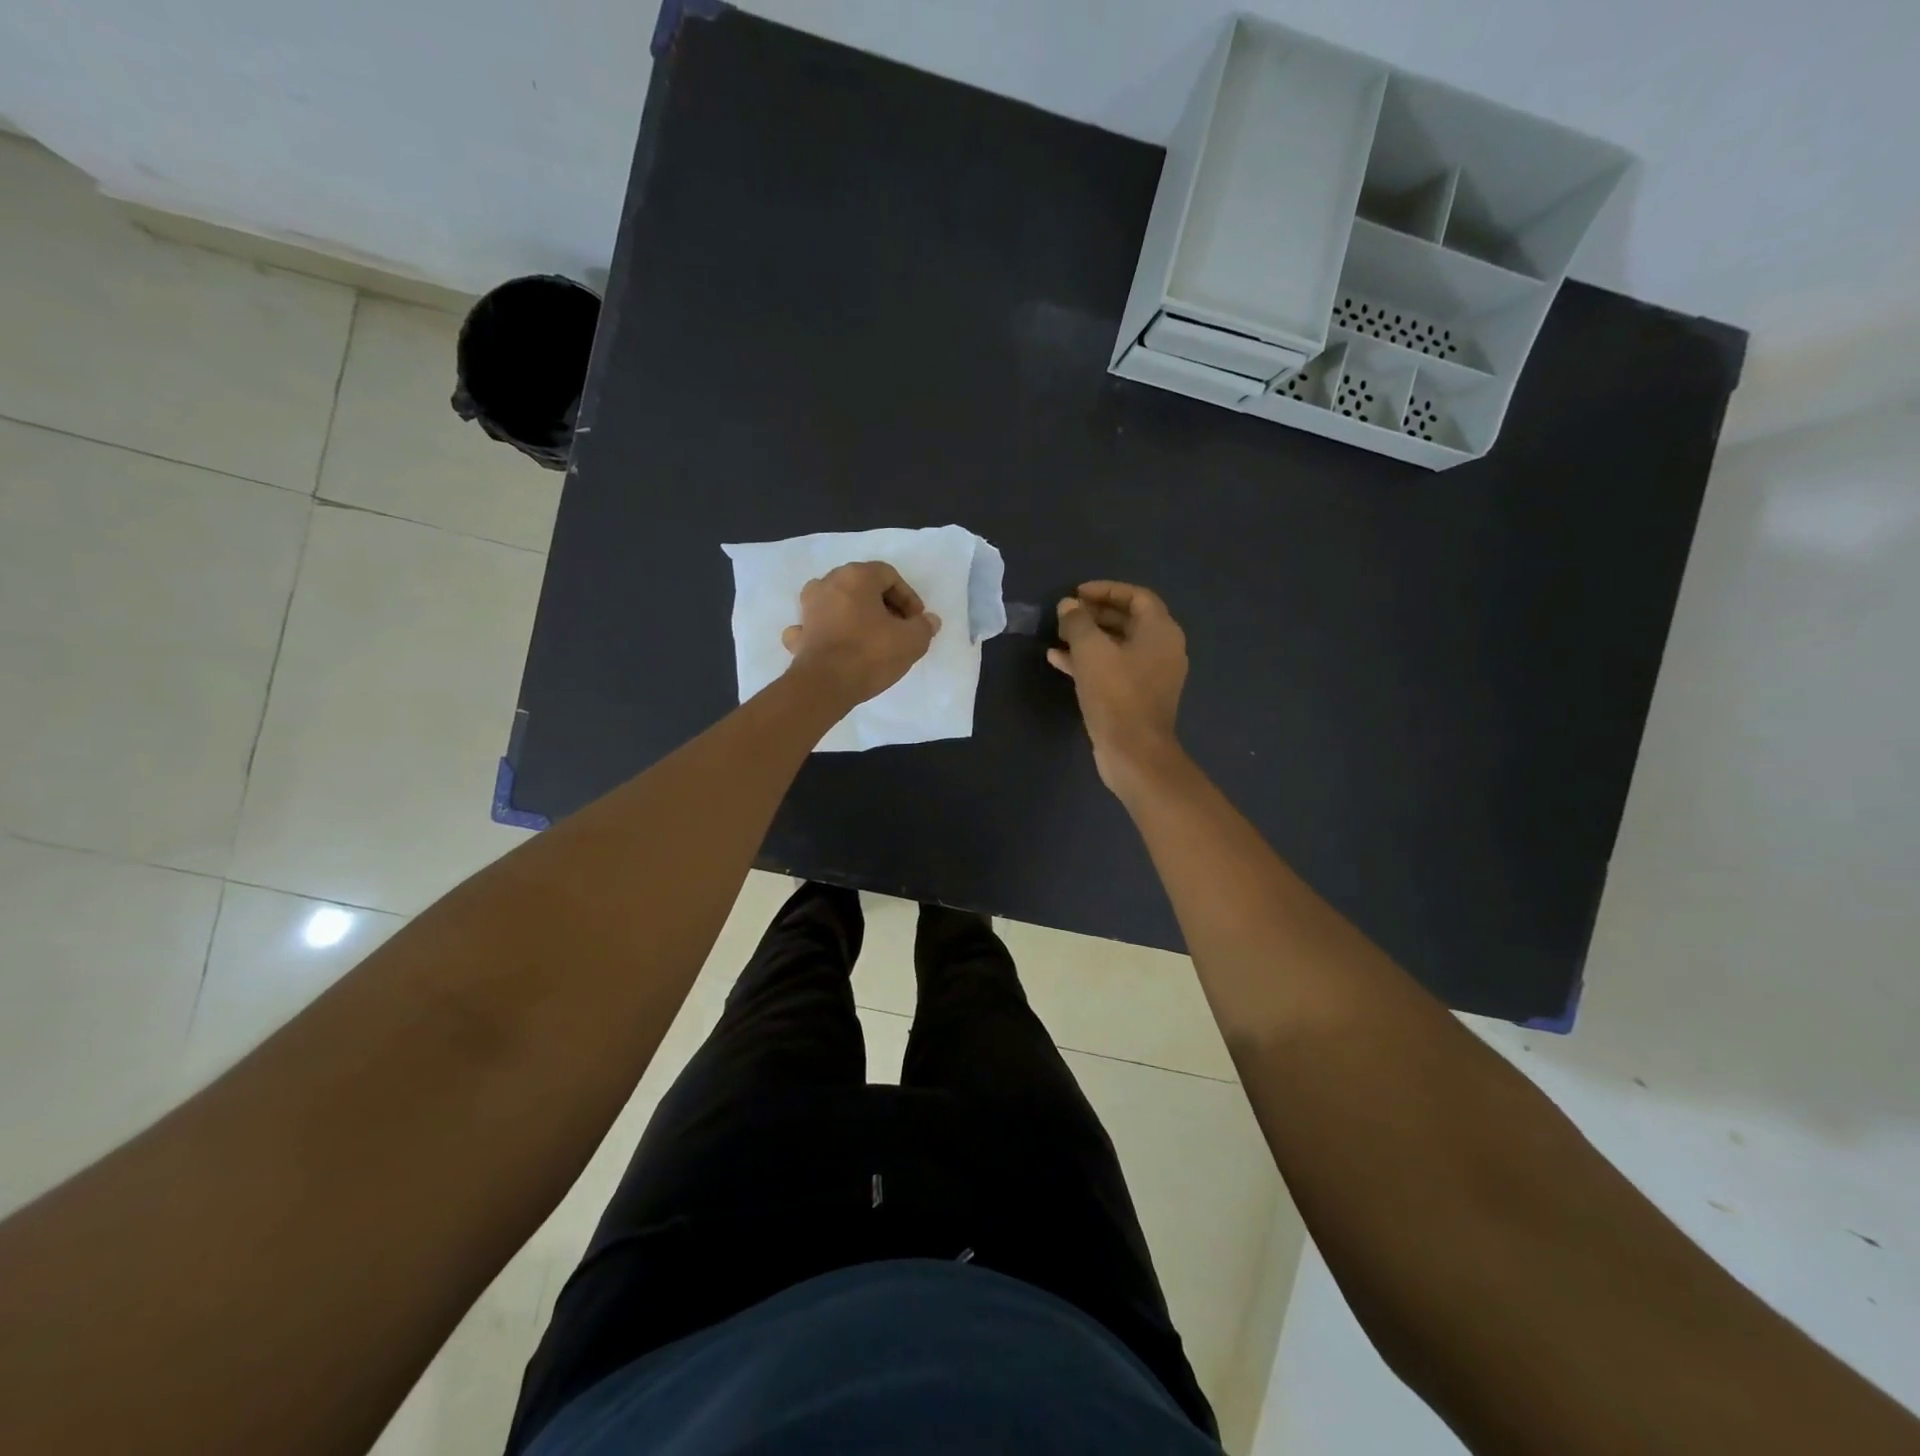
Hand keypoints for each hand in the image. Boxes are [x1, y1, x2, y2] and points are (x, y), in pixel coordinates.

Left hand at [781, 561, 940, 705]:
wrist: (825, 685)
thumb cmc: (871, 654)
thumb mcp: (912, 641)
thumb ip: (924, 626)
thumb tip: (929, 620)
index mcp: (856, 576)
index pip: (889, 575)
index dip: (908, 597)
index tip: (916, 621)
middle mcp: (828, 583)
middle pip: (862, 585)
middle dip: (883, 604)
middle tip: (898, 627)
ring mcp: (808, 607)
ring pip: (837, 601)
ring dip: (854, 613)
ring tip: (870, 635)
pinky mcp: (798, 633)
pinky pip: (814, 624)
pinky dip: (826, 629)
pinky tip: (835, 642)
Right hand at [1049, 581, 1187, 792]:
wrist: (1134, 752)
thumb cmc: (1116, 694)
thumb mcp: (1091, 651)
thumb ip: (1078, 622)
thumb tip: (1068, 605)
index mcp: (1161, 631)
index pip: (1136, 596)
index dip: (1106, 590)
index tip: (1076, 593)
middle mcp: (1162, 649)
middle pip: (1127, 620)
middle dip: (1094, 614)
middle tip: (1065, 614)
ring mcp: (1150, 675)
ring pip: (1117, 646)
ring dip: (1087, 638)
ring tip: (1057, 635)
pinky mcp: (1136, 697)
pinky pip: (1112, 668)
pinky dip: (1089, 661)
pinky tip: (1058, 660)